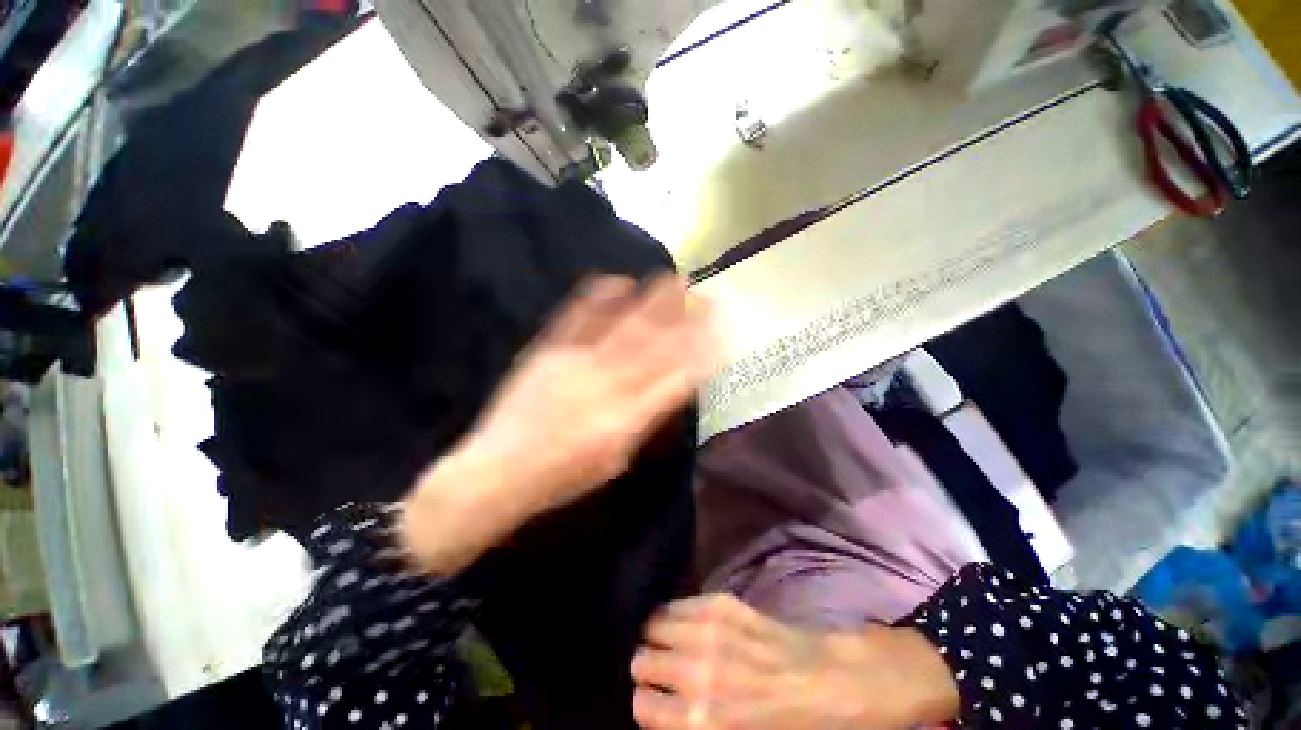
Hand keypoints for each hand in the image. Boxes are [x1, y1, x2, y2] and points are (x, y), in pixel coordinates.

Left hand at [399, 274, 715, 574]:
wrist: (497, 471)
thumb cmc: (560, 478)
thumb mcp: (613, 461)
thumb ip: (641, 423)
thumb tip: (662, 391)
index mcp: (627, 419)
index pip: (677, 379)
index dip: (703, 354)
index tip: (720, 334)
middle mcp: (607, 386)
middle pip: (655, 345)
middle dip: (685, 318)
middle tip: (706, 295)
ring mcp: (575, 363)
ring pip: (623, 326)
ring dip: (652, 301)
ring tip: (674, 279)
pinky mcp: (548, 351)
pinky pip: (577, 318)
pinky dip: (599, 296)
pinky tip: (618, 280)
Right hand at [630, 595, 958, 729]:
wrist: (834, 687)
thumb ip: (691, 727)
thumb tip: (665, 712)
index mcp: (701, 720)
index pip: (641, 707)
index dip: (647, 706)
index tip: (657, 703)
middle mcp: (698, 671)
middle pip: (641, 661)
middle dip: (649, 670)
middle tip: (663, 674)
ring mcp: (710, 629)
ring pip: (654, 624)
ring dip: (658, 637)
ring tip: (670, 645)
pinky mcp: (722, 602)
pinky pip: (678, 603)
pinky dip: (675, 614)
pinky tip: (686, 625)